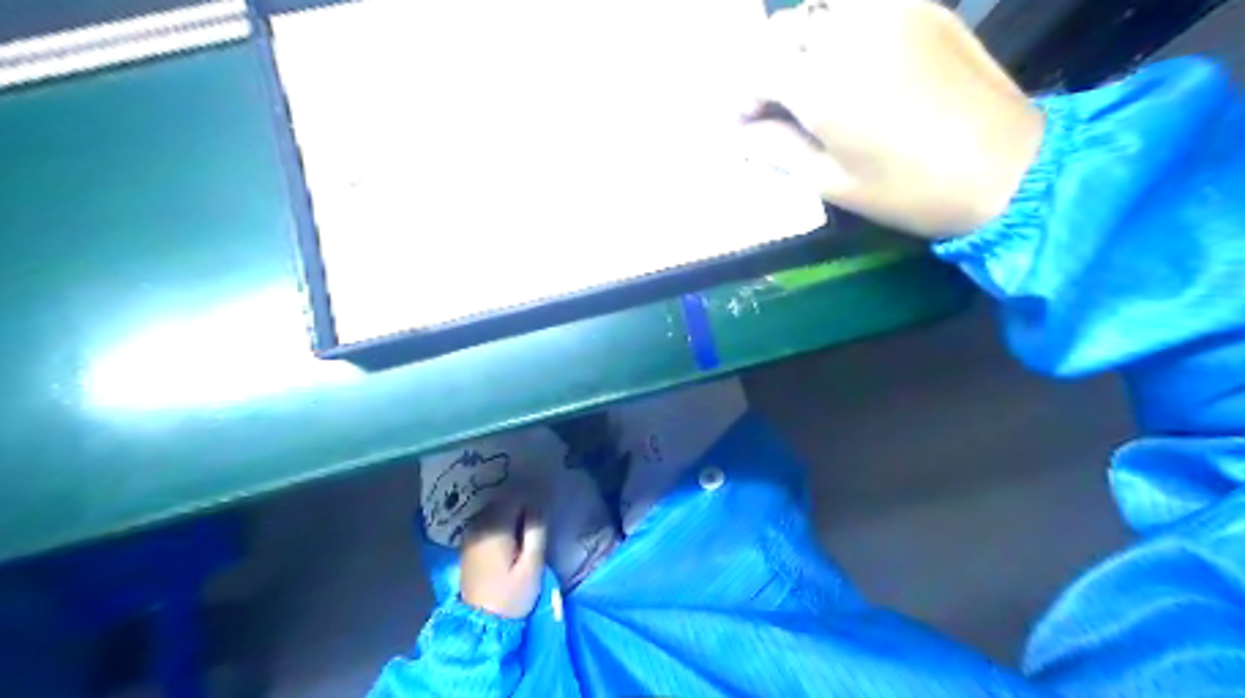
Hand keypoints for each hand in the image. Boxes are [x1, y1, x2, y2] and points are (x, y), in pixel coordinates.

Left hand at [459, 500, 546, 617]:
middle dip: (522, 504)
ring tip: (527, 529)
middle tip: (538, 521)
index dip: (533, 499)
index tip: (544, 511)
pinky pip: (487, 522)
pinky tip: (510, 537)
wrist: (480, 625)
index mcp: (494, 528)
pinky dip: (500, 523)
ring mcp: (470, 534)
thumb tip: (538, 504)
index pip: (515, 497)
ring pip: (494, 510)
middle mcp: (478, 525)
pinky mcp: (468, 544)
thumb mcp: (532, 565)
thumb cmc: (511, 596)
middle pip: (503, 501)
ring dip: (511, 513)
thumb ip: (536, 530)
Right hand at [741, 0, 1042, 235]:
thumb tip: (743, 137)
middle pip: (785, 29)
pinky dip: (840, 29)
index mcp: (824, 84)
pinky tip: (850, 63)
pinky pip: (862, 7)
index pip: (758, 67)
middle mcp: (850, 34)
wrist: (1006, 168)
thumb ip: (779, 151)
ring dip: (802, 42)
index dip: (743, 95)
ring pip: (821, 10)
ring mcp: (891, 13)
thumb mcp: (832, 183)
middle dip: (768, 65)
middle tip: (774, 104)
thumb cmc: (909, 190)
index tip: (746, 124)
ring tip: (809, 81)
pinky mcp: (923, 9)